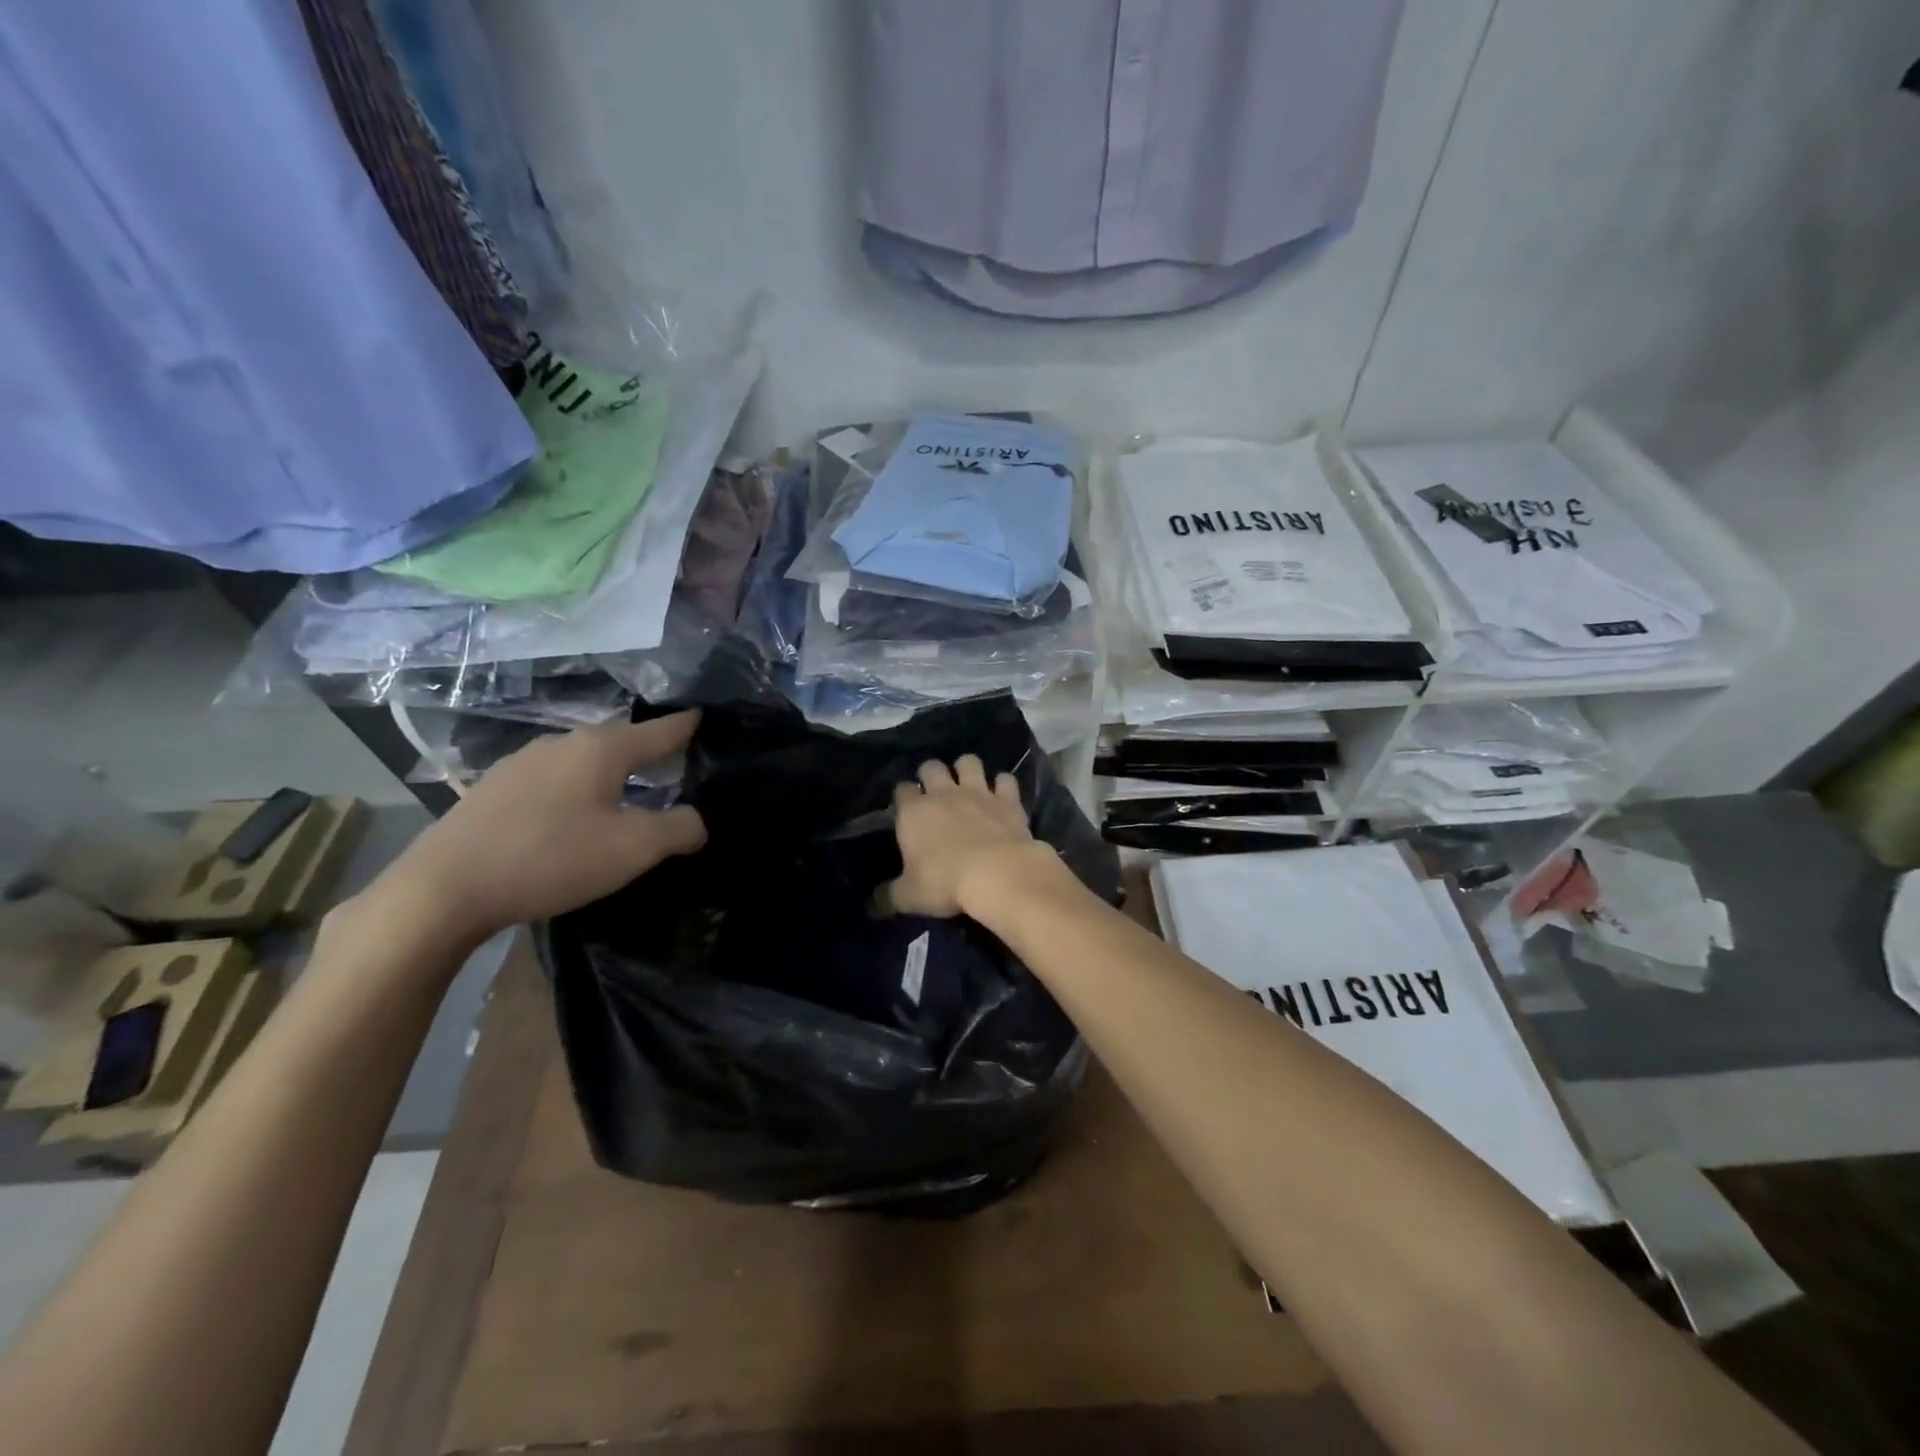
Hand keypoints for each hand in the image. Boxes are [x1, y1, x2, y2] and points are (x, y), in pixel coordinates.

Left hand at [376, 711, 706, 945]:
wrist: (443, 889)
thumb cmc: (551, 859)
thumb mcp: (632, 849)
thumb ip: (678, 829)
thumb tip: (698, 821)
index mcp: (600, 749)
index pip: (658, 731)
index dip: (685, 726)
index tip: (703, 716)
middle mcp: (561, 744)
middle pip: (619, 740)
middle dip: (648, 749)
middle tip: (673, 762)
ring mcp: (521, 764)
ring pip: (582, 759)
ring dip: (610, 771)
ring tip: (627, 789)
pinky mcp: (493, 789)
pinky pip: (553, 778)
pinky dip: (576, 787)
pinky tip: (572, 814)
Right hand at [884, 754, 1051, 917]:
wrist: (998, 874)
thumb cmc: (945, 883)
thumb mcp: (910, 897)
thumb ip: (889, 896)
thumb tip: (873, 903)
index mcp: (914, 812)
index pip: (902, 790)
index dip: (903, 796)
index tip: (906, 808)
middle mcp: (944, 794)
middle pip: (932, 766)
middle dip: (931, 773)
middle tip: (934, 791)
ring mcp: (978, 792)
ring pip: (968, 762)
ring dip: (966, 769)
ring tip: (968, 783)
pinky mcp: (1007, 799)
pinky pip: (1005, 779)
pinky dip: (1003, 785)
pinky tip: (1002, 794)